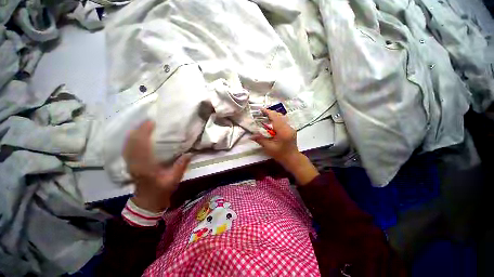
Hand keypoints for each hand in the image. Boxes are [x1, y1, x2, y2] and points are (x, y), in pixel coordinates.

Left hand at [123, 120, 191, 211]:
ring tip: (142, 125)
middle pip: (132, 143)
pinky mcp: (130, 165)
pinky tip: (135, 135)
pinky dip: (131, 140)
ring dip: (134, 133)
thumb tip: (189, 153)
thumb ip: (181, 166)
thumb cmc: (161, 190)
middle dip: (138, 130)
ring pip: (128, 145)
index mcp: (146, 167)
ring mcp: (130, 164)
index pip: (142, 146)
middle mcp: (135, 163)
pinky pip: (127, 149)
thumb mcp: (174, 179)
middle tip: (148, 120)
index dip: (144, 133)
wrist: (147, 201)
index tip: (151, 123)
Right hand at [250, 108, 299, 166]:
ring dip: (274, 115)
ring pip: (282, 117)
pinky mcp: (291, 129)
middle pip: (279, 115)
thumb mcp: (269, 148)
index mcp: (283, 131)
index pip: (275, 118)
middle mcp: (288, 127)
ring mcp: (291, 128)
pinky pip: (283, 121)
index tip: (261, 109)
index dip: (268, 112)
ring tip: (266, 116)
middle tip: (261, 113)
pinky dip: (277, 119)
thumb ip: (260, 140)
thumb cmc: (281, 154)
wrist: (293, 159)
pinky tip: (272, 122)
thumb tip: (250, 136)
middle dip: (270, 113)